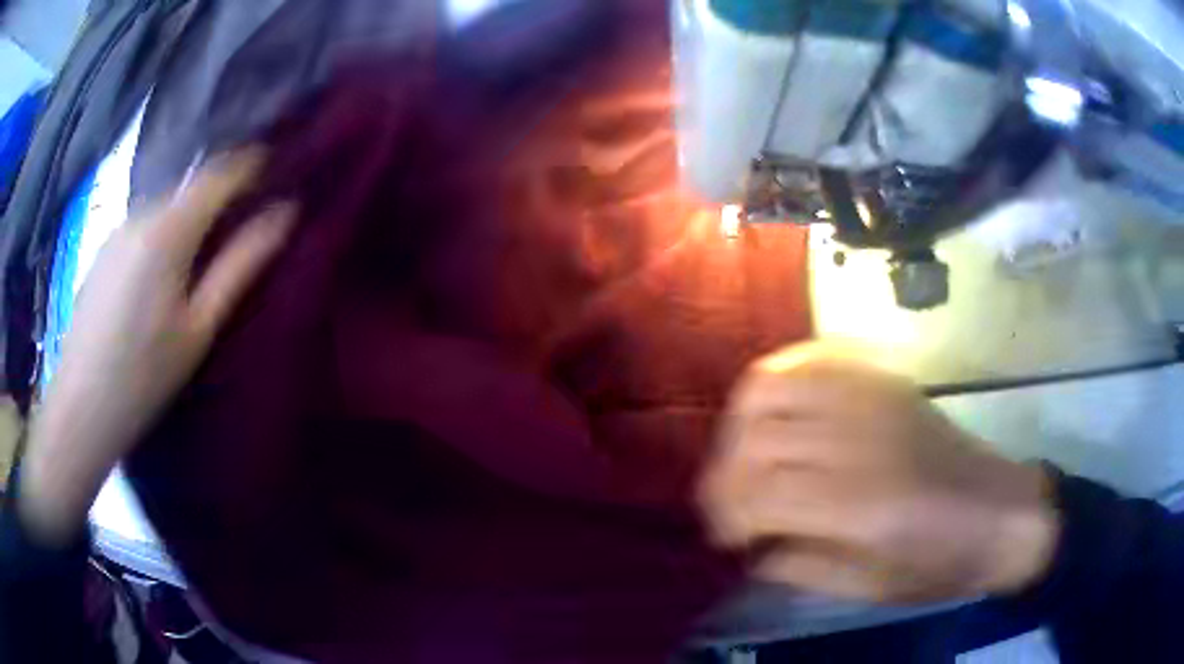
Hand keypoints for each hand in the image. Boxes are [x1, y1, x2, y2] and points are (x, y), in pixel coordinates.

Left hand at [20, 149, 294, 543]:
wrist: (80, 407)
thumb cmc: (143, 377)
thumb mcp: (198, 328)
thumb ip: (240, 266)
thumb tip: (284, 214)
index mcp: (168, 230)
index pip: (220, 172)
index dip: (251, 166)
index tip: (277, 174)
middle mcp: (142, 213)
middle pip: (192, 186)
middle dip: (222, 197)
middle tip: (243, 228)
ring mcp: (119, 228)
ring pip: (168, 205)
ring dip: (192, 217)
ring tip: (202, 258)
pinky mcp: (105, 248)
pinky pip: (147, 224)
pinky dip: (166, 232)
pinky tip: (162, 276)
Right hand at [699, 343, 1059, 602]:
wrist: (998, 512)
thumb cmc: (937, 563)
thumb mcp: (869, 588)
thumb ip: (801, 567)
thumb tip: (754, 551)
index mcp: (860, 506)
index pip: (761, 494)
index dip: (727, 515)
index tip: (724, 537)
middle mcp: (859, 442)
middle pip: (757, 438)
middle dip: (725, 475)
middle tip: (726, 503)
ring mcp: (871, 400)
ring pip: (772, 386)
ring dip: (741, 424)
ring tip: (745, 456)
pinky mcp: (882, 381)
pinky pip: (812, 358)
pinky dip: (779, 378)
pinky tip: (776, 409)